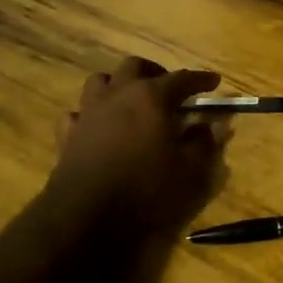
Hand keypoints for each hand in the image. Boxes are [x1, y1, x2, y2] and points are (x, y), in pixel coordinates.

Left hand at [44, 57, 226, 235]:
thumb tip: (206, 127)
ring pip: (100, 81)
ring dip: (118, 85)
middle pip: (135, 66)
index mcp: (151, 97)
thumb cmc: (147, 189)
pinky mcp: (68, 135)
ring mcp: (89, 112)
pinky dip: (91, 115)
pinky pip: (78, 113)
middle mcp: (118, 95)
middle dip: (155, 72)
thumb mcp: (191, 170)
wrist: (87, 216)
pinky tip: (99, 127)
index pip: (182, 78)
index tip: (214, 81)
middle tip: (169, 90)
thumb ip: (203, 143)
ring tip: (131, 102)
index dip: (201, 79)